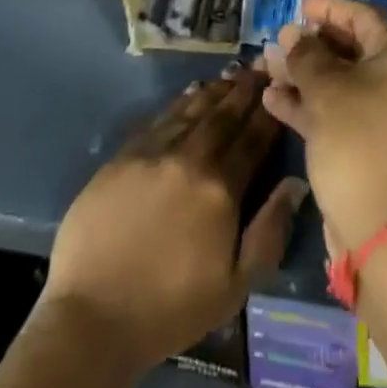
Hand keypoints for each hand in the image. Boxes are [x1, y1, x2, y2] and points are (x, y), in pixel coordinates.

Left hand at [42, 68, 307, 373]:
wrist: (91, 318)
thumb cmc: (169, 309)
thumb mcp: (235, 287)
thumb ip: (269, 232)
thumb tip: (295, 184)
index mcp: (221, 189)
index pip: (253, 139)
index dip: (268, 114)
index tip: (280, 89)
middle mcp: (189, 159)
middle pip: (223, 116)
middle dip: (244, 92)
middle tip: (259, 69)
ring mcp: (152, 154)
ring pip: (191, 111)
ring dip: (214, 92)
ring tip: (229, 77)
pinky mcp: (122, 157)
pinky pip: (159, 119)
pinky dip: (179, 104)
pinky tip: (189, 96)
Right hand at [264, 0, 386, 252]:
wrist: (377, 227)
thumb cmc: (355, 141)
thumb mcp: (326, 91)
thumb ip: (306, 55)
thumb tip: (292, 34)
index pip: (364, 16)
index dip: (330, 8)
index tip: (299, 5)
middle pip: (352, 48)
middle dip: (311, 44)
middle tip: (279, 40)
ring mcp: (386, 113)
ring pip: (342, 80)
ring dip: (305, 73)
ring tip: (267, 67)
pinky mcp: (370, 141)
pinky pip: (340, 108)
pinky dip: (310, 102)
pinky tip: (273, 99)